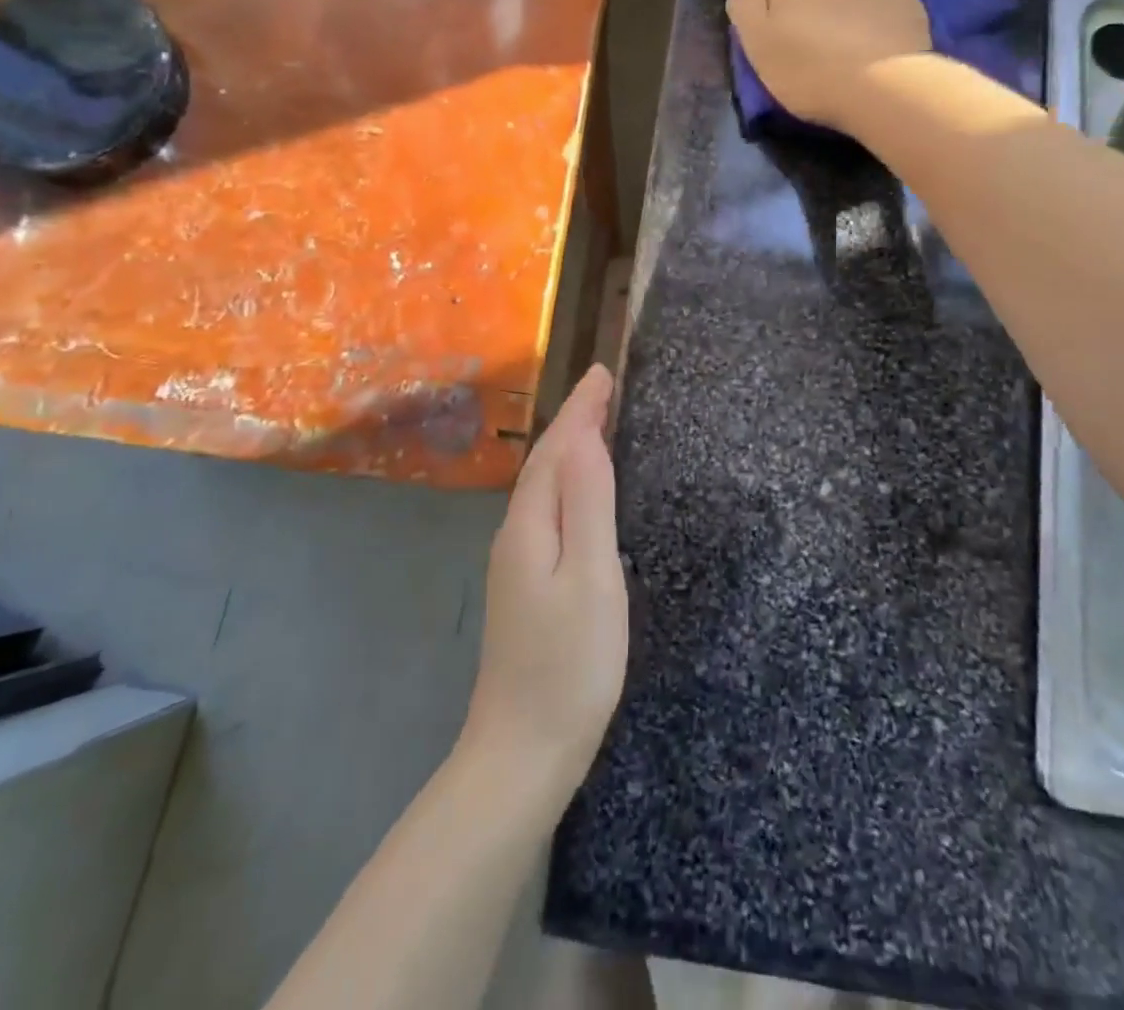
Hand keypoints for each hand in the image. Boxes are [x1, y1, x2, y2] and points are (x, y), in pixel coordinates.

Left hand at [460, 365, 626, 805]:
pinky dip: (568, 485)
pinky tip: (584, 494)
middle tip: (606, 390)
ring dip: (570, 450)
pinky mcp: (527, 587)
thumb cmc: (569, 663)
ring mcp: (518, 563)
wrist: (522, 752)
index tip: (604, 372)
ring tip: (599, 426)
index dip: (581, 409)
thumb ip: (587, 503)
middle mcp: (517, 534)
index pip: (556, 448)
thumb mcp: (590, 576)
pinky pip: (550, 512)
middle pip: (545, 462)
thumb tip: (584, 435)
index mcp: (532, 524)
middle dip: (575, 421)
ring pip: (545, 487)